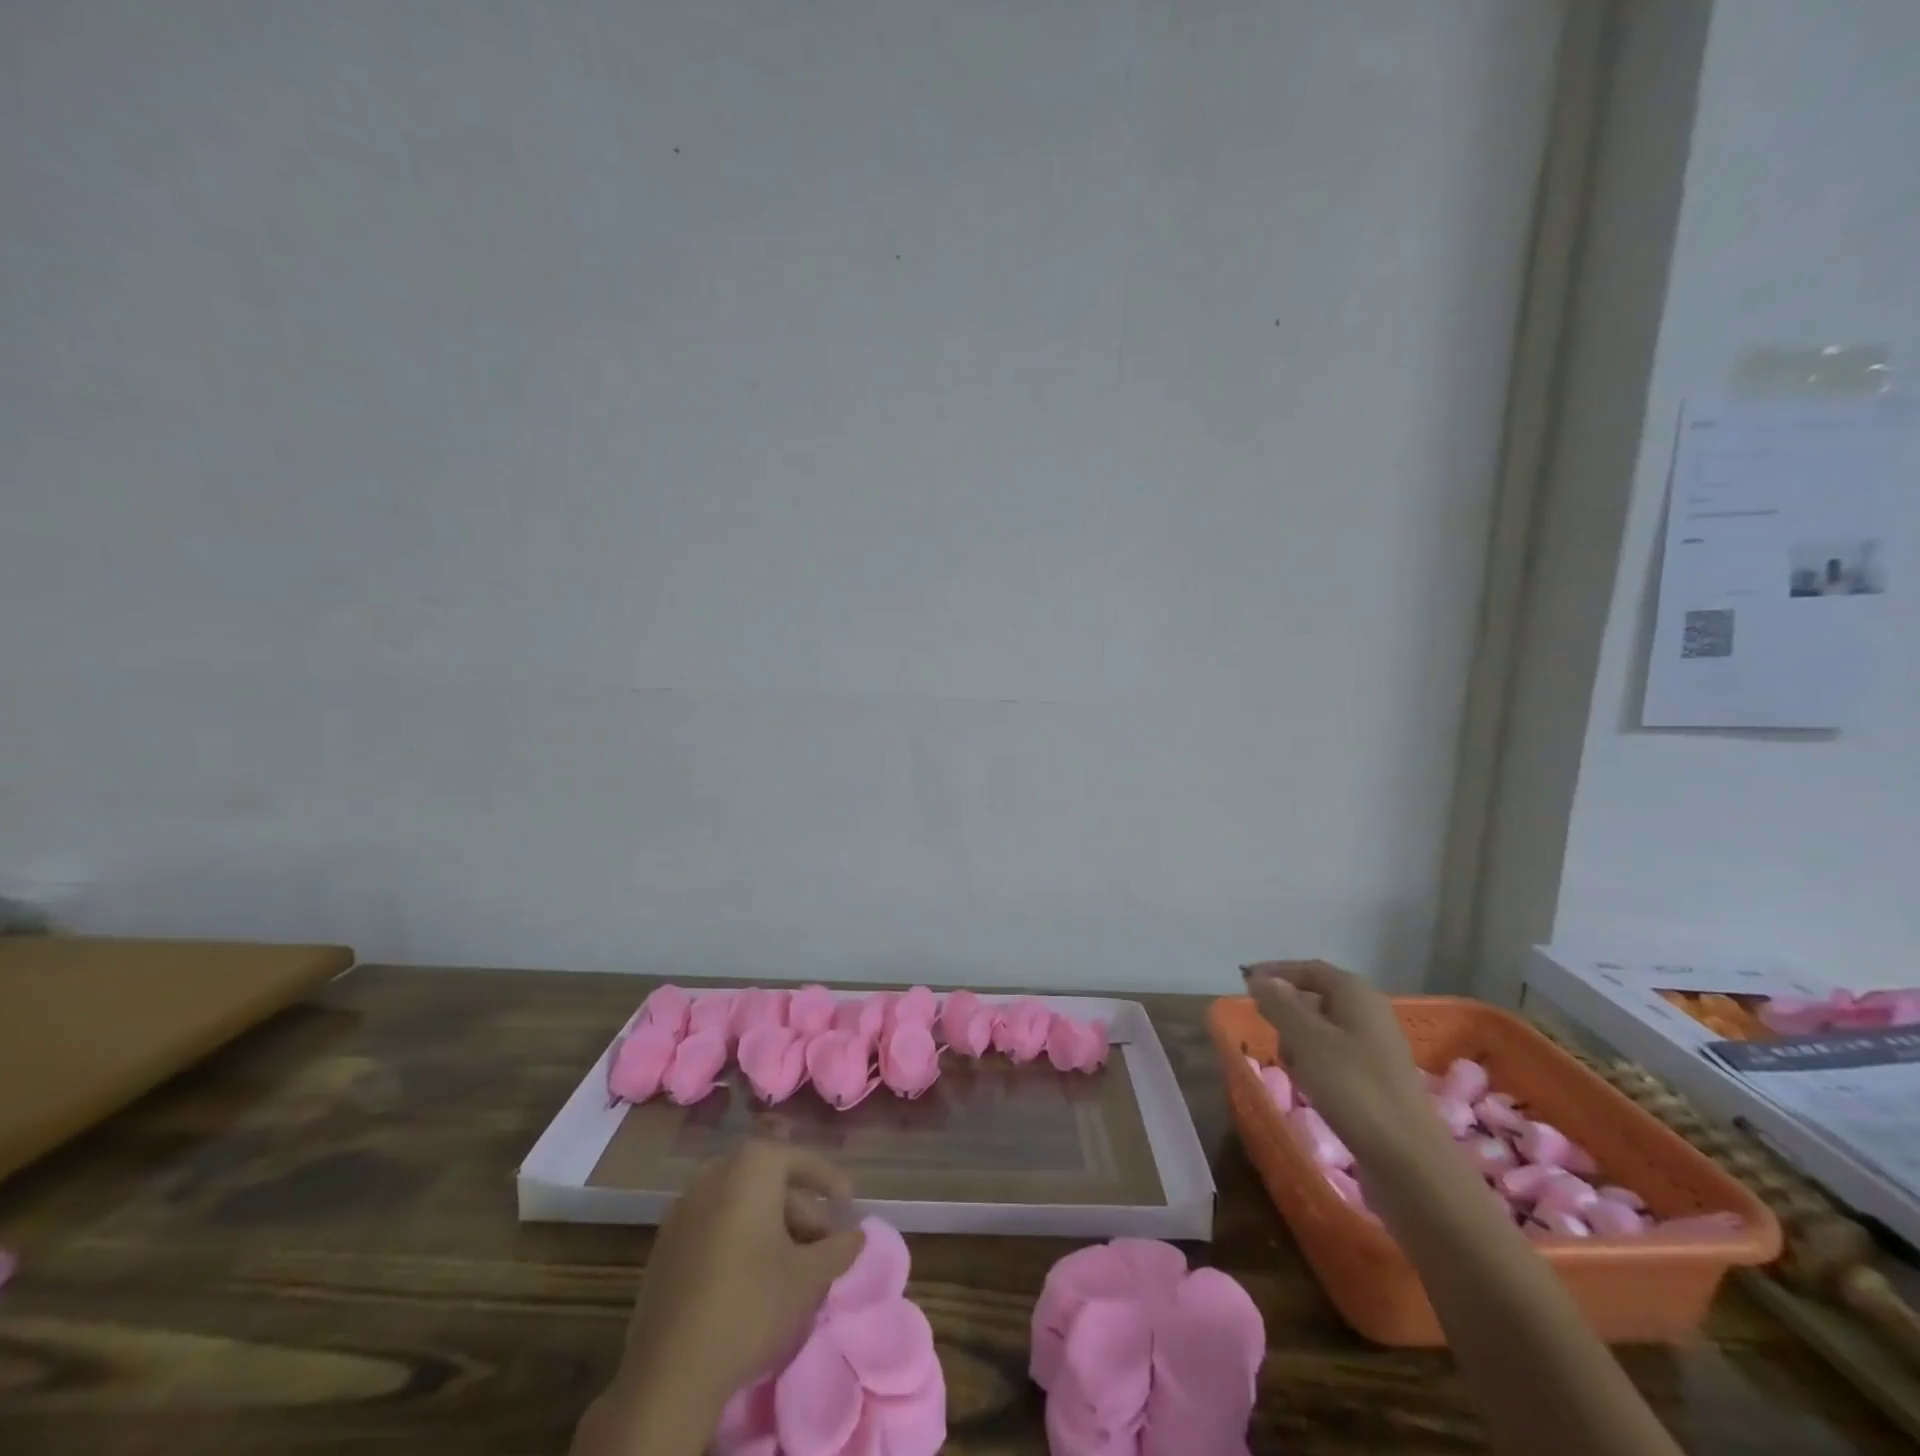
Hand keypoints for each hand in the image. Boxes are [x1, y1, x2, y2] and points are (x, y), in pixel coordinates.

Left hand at [585, 1142, 862, 1453]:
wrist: (670, 1372)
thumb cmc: (751, 1304)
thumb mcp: (809, 1276)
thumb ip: (840, 1248)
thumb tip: (857, 1234)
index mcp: (752, 1166)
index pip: (801, 1160)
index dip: (829, 1180)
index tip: (849, 1203)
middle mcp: (716, 1173)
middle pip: (770, 1183)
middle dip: (802, 1211)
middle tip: (825, 1244)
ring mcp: (685, 1207)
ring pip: (742, 1205)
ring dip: (773, 1227)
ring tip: (795, 1264)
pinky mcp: (666, 1243)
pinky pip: (716, 1225)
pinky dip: (742, 1239)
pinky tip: (756, 1276)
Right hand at [1241, 960, 1434, 1162]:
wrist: (1409, 1160)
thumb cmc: (1353, 1088)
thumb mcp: (1306, 1039)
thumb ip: (1279, 1004)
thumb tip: (1259, 978)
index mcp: (1356, 993)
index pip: (1309, 969)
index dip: (1276, 972)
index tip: (1244, 982)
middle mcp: (1370, 1013)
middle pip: (1316, 997)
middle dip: (1286, 1012)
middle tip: (1267, 1032)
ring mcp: (1376, 1047)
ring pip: (1323, 1029)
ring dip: (1299, 1042)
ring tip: (1291, 1068)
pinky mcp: (1377, 1078)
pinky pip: (1335, 1056)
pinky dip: (1315, 1063)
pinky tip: (1310, 1087)